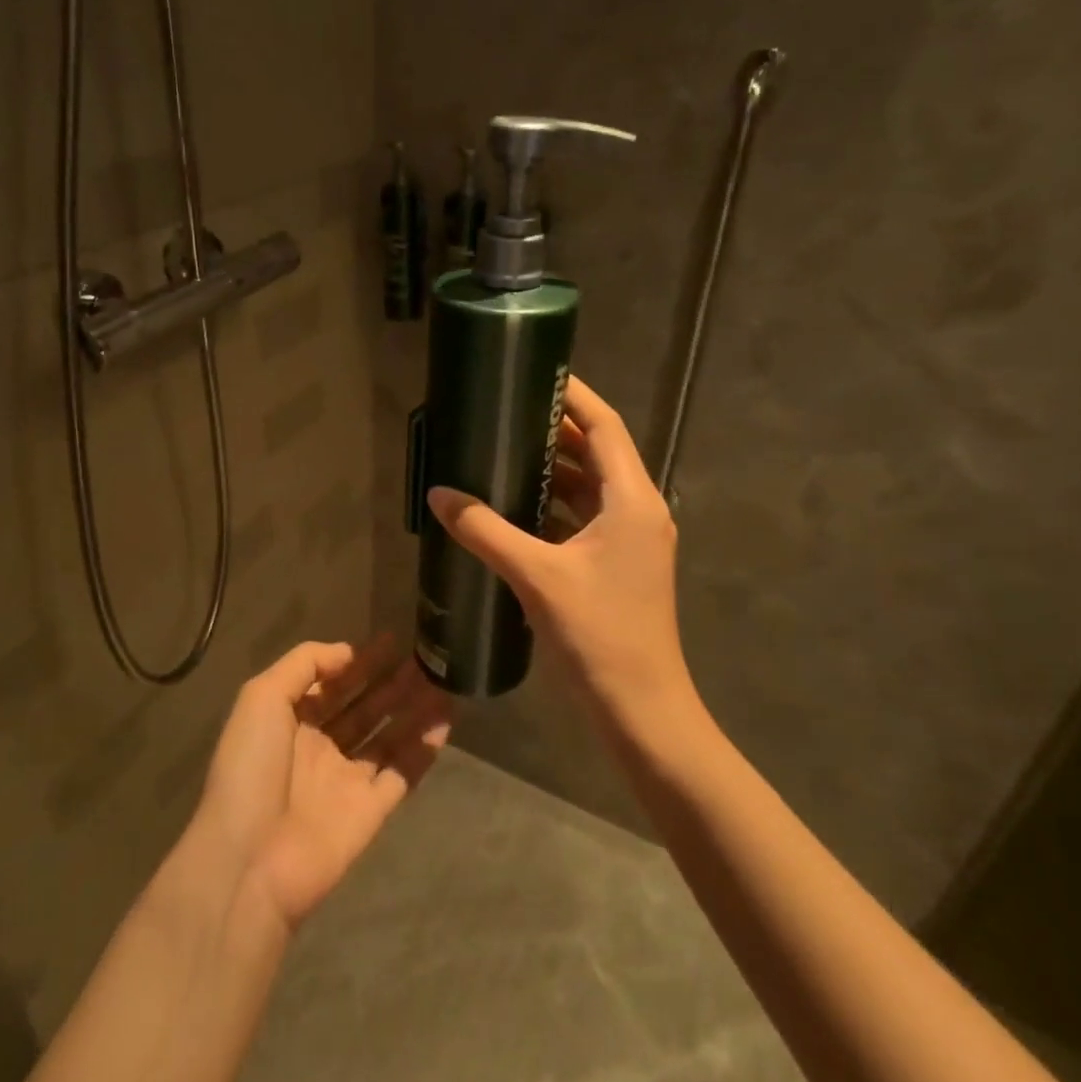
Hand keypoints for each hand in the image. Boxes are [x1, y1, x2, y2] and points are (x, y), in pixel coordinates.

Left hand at [188, 637, 451, 934]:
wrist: (249, 861)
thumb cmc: (250, 769)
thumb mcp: (261, 698)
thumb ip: (303, 664)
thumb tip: (347, 652)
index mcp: (289, 722)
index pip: (331, 683)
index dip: (360, 661)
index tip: (393, 640)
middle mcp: (320, 748)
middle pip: (364, 707)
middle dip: (392, 682)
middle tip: (425, 658)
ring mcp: (346, 781)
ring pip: (388, 737)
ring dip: (413, 710)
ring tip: (443, 682)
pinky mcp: (370, 811)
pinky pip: (402, 773)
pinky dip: (423, 750)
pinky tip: (445, 722)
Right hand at [427, 375, 698, 723]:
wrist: (641, 709)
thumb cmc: (598, 635)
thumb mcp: (536, 577)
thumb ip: (485, 531)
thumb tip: (439, 494)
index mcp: (631, 499)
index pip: (604, 426)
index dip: (573, 395)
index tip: (535, 373)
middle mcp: (637, 510)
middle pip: (597, 452)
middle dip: (554, 430)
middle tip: (505, 412)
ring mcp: (631, 539)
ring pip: (590, 487)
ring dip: (552, 468)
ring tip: (503, 451)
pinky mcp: (619, 565)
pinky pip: (584, 517)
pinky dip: (554, 504)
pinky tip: (515, 507)